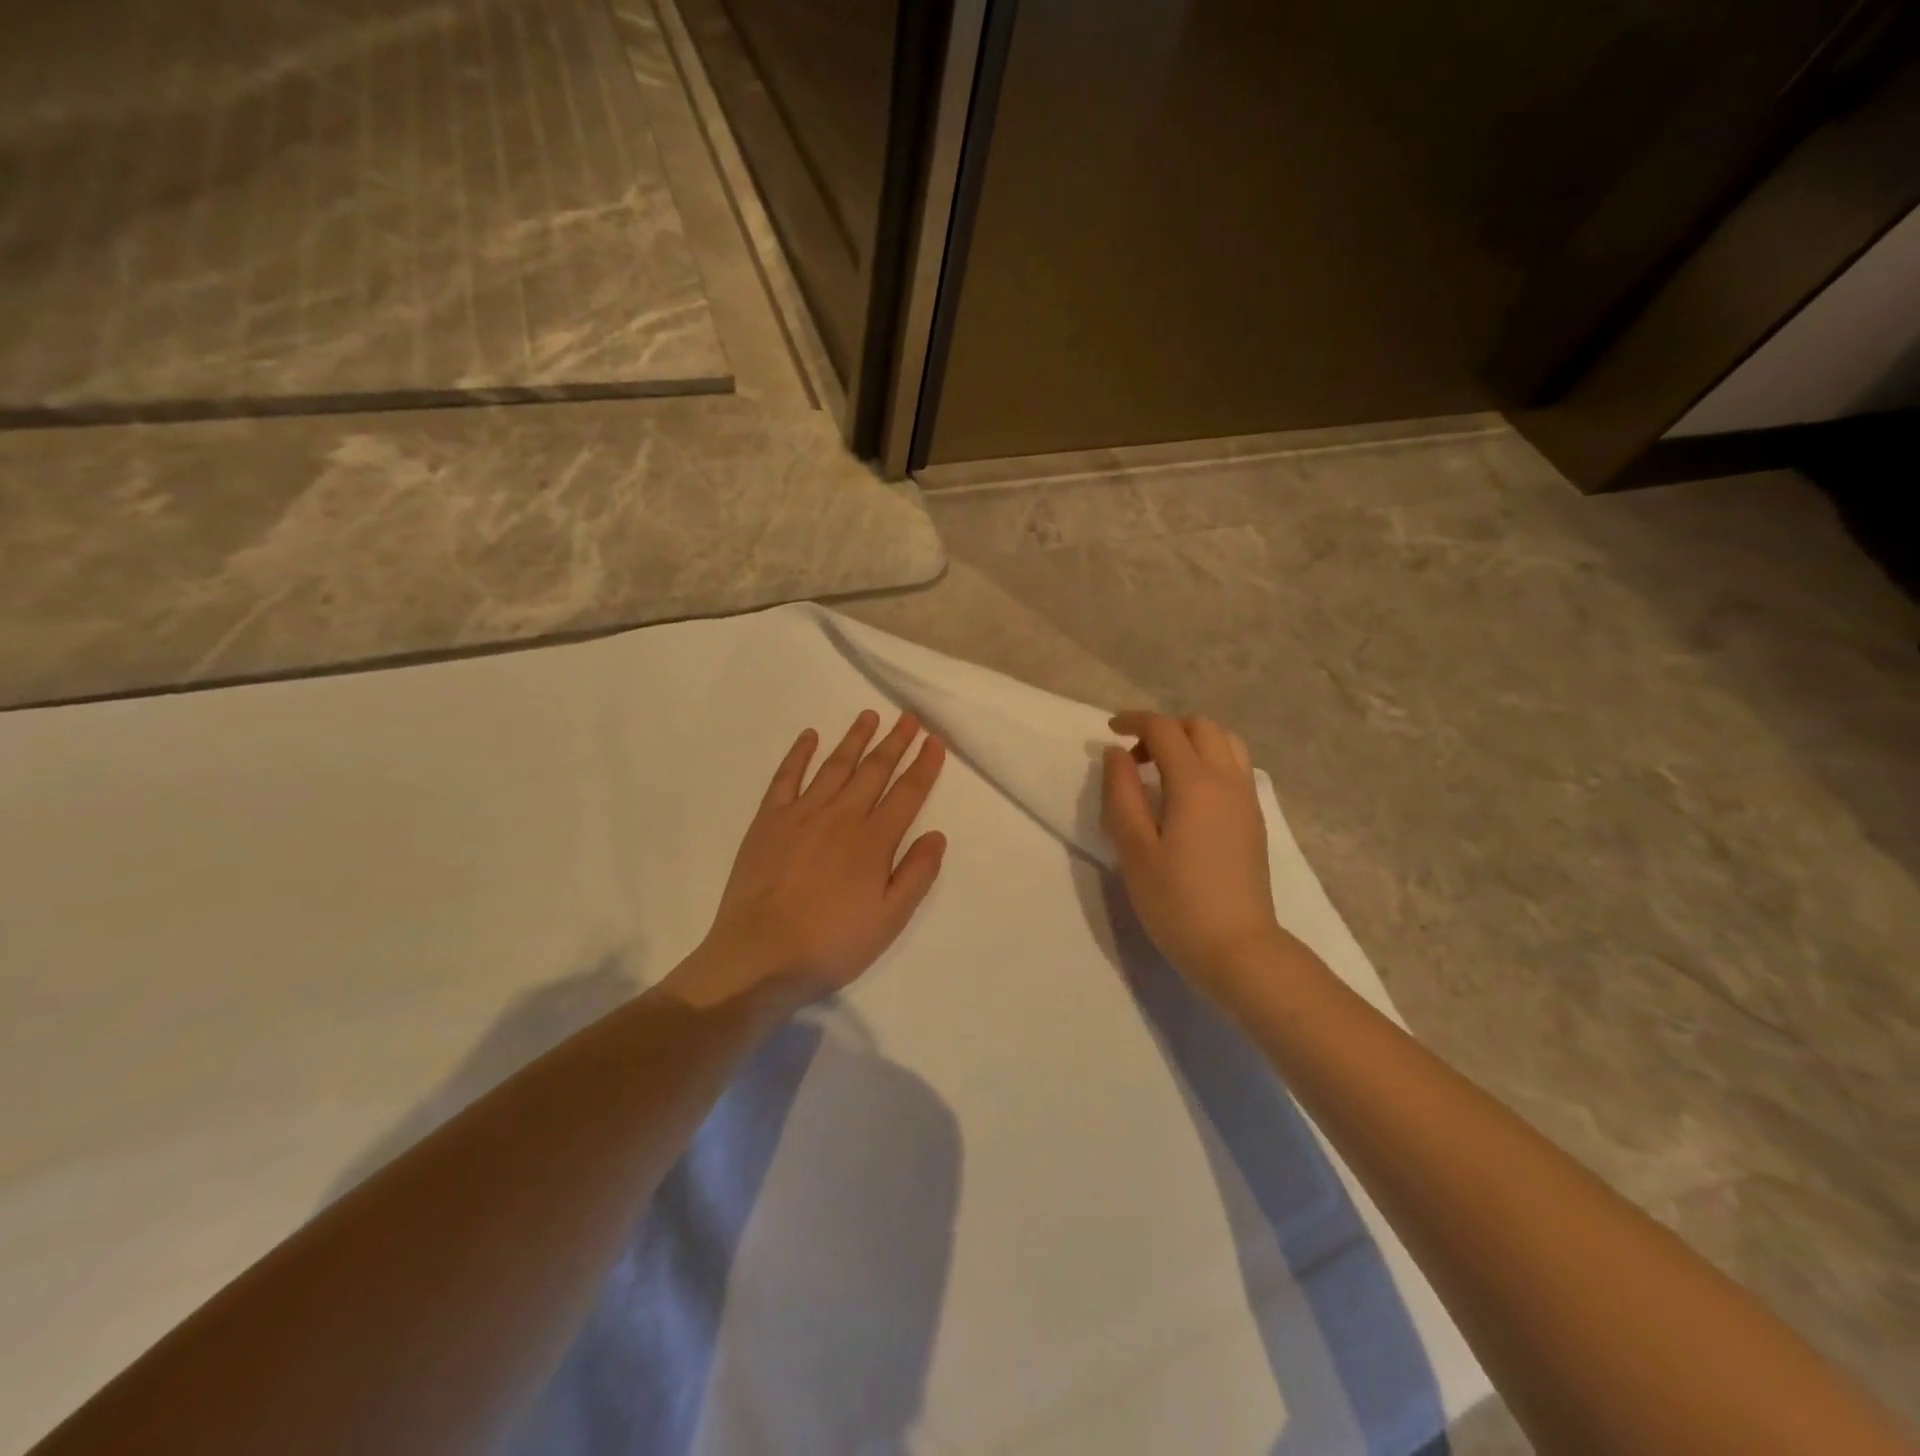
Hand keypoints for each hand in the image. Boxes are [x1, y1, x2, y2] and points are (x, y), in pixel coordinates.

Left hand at [672, 710, 947, 1013]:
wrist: (760, 956)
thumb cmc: (832, 944)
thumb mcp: (889, 920)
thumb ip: (916, 874)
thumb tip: (936, 834)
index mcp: (874, 841)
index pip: (907, 793)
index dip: (924, 765)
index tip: (935, 740)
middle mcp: (841, 816)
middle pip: (874, 770)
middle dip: (895, 741)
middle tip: (909, 717)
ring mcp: (801, 814)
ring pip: (835, 765)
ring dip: (855, 738)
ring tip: (869, 715)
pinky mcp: (768, 820)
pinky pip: (786, 777)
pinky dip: (799, 753)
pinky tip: (810, 736)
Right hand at [1101, 711, 1291, 997]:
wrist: (1238, 949)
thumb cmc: (1176, 902)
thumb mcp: (1134, 848)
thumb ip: (1122, 793)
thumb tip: (1116, 753)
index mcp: (1195, 783)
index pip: (1165, 729)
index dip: (1135, 721)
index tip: (1110, 730)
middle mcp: (1228, 780)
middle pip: (1201, 727)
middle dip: (1165, 729)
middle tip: (1136, 758)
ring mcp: (1247, 800)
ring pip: (1226, 743)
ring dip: (1192, 742)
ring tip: (1164, 772)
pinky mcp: (1254, 820)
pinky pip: (1235, 768)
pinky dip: (1210, 761)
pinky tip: (1188, 797)